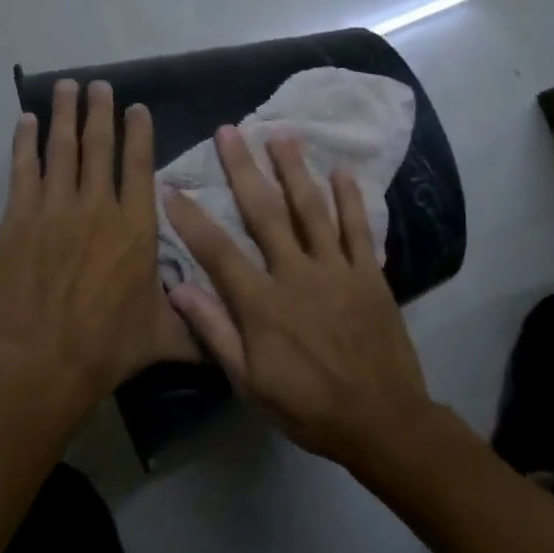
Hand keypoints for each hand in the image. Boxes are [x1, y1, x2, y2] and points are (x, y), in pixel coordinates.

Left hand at [0, 80, 199, 407]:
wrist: (45, 361)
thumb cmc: (110, 347)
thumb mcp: (168, 337)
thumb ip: (202, 327)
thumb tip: (237, 331)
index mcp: (136, 226)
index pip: (139, 165)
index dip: (138, 132)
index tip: (136, 107)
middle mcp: (98, 206)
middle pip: (100, 146)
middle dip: (99, 111)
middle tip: (98, 85)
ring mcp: (55, 209)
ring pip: (62, 149)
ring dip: (64, 115)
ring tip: (66, 86)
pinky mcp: (19, 220)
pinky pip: (23, 170)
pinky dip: (25, 143)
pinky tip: (26, 122)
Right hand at [163, 127, 432, 470]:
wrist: (382, 420)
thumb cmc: (308, 407)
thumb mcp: (250, 382)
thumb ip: (215, 332)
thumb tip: (177, 289)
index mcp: (262, 303)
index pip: (218, 251)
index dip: (191, 219)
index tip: (171, 187)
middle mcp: (296, 274)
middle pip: (264, 213)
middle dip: (243, 169)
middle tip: (229, 131)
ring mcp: (337, 269)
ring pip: (311, 209)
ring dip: (294, 170)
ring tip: (280, 135)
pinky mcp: (369, 273)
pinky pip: (358, 228)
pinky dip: (350, 198)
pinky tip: (341, 170)